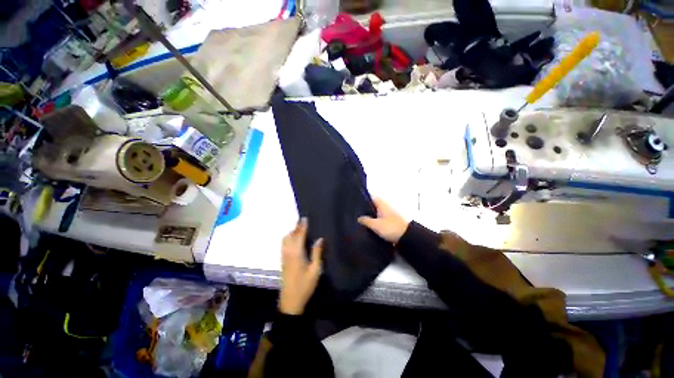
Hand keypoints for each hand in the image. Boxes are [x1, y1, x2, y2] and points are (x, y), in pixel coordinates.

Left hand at [279, 218, 323, 314]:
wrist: (290, 301)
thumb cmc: (305, 285)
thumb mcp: (315, 270)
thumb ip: (317, 253)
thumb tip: (319, 239)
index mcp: (297, 253)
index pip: (299, 235)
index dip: (302, 226)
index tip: (305, 218)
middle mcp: (288, 252)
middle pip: (291, 235)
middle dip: (296, 227)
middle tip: (302, 220)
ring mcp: (284, 256)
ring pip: (285, 239)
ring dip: (292, 232)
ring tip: (299, 228)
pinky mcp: (283, 260)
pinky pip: (284, 244)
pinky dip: (288, 238)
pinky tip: (293, 239)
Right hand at [358, 198, 409, 243]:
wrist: (406, 238)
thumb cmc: (390, 228)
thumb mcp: (375, 225)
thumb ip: (366, 221)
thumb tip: (359, 218)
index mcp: (382, 204)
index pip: (372, 196)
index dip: (364, 197)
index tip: (356, 199)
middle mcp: (385, 207)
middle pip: (374, 204)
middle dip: (366, 207)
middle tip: (355, 211)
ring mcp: (389, 214)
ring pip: (377, 211)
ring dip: (370, 214)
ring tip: (360, 218)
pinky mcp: (391, 222)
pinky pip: (380, 218)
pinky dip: (375, 220)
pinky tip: (369, 225)